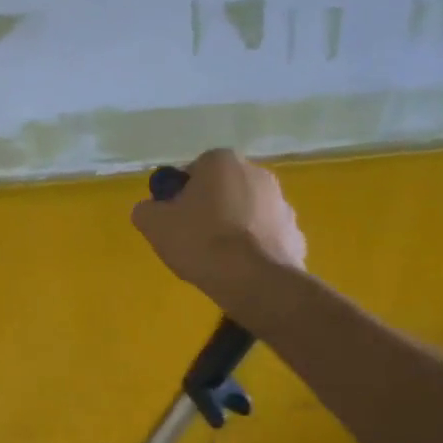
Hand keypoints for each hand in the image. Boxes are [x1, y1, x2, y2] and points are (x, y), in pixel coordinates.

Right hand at [130, 149, 307, 306]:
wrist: (254, 280)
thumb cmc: (200, 241)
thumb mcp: (153, 224)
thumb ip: (146, 209)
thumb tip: (151, 209)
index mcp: (222, 162)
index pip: (194, 170)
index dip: (180, 193)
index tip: (173, 217)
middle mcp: (257, 173)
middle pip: (223, 188)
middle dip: (209, 207)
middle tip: (191, 237)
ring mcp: (282, 204)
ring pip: (246, 211)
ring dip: (233, 226)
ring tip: (216, 258)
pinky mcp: (296, 233)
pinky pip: (265, 235)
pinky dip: (253, 247)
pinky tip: (239, 268)